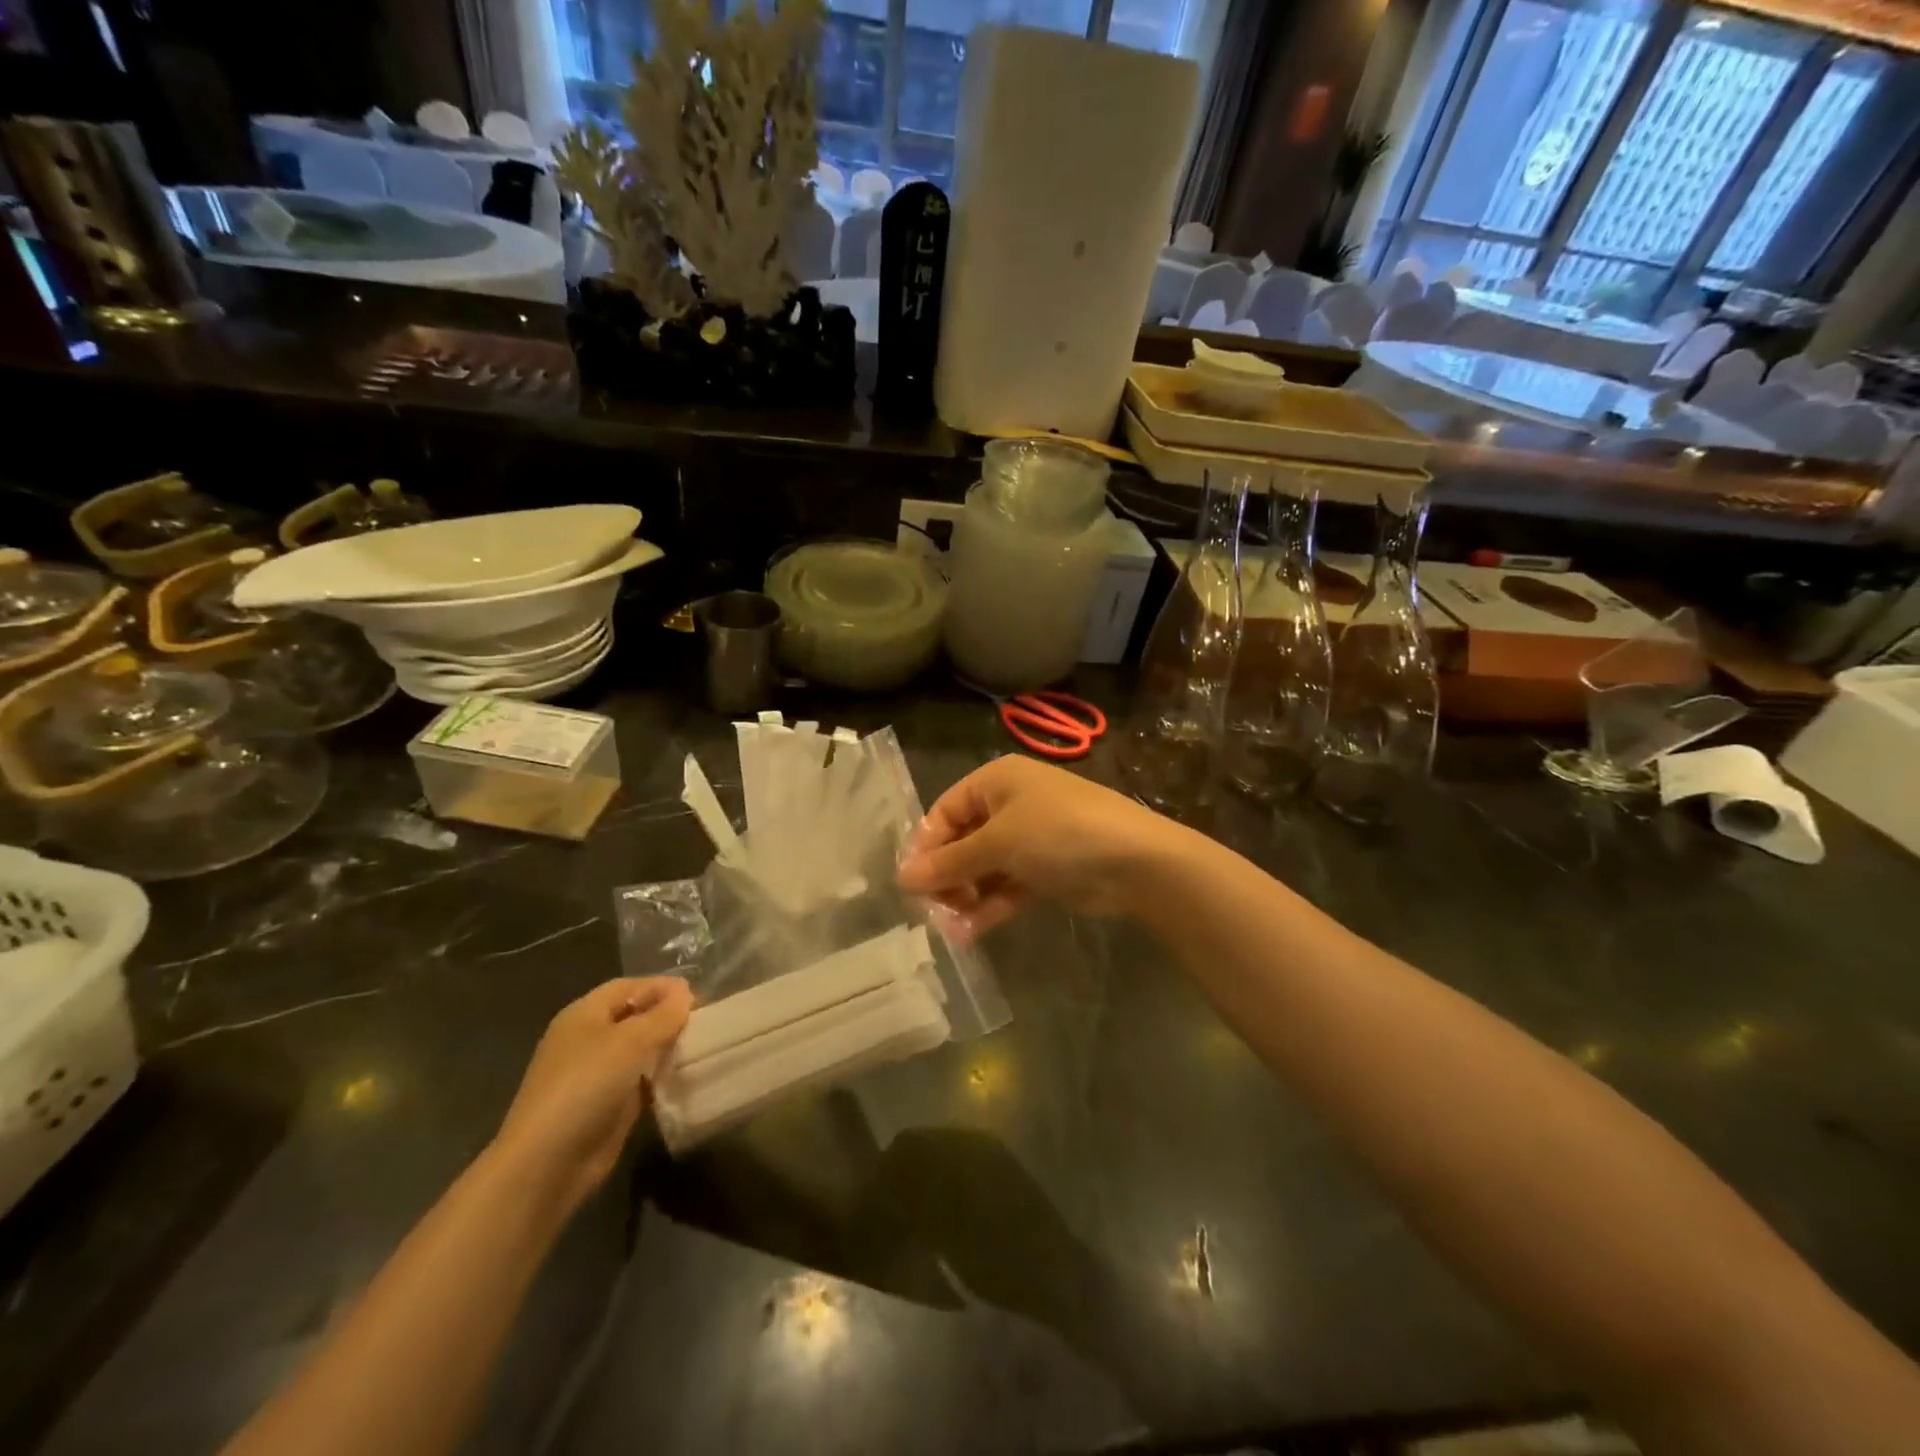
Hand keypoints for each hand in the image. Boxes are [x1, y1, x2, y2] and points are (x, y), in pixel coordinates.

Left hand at [491, 977, 691, 1209]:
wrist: (548, 1164)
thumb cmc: (586, 1087)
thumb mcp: (630, 1041)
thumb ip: (662, 1014)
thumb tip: (685, 993)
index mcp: (584, 1014)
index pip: (629, 986)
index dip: (662, 987)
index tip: (699, 997)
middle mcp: (589, 1039)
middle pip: (635, 1016)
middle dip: (668, 1017)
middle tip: (705, 1023)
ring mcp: (597, 1074)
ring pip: (640, 1049)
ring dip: (668, 1047)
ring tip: (702, 1047)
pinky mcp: (607, 1105)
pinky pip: (641, 1080)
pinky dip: (662, 1076)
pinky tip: (686, 1077)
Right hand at [897, 756, 1191, 938]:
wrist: (1135, 861)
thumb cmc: (1058, 834)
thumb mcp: (999, 843)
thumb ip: (950, 862)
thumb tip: (901, 878)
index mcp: (996, 780)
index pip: (945, 810)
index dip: (926, 846)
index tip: (911, 884)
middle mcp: (1011, 804)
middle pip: (963, 840)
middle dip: (946, 876)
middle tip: (933, 910)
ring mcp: (1030, 838)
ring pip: (984, 867)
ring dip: (966, 896)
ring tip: (951, 929)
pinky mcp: (1046, 869)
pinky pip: (1007, 885)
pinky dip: (990, 905)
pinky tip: (971, 932)